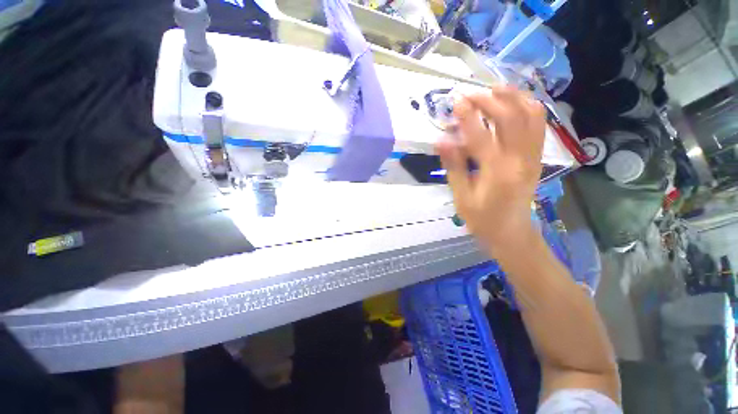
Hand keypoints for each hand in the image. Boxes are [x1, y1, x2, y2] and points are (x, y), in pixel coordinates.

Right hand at [437, 85, 546, 247]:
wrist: (511, 233)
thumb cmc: (482, 219)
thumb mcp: (461, 197)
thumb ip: (454, 167)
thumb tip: (442, 140)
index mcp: (497, 173)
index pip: (482, 136)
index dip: (468, 116)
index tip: (456, 101)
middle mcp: (520, 160)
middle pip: (512, 117)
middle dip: (490, 100)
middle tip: (471, 94)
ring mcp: (533, 157)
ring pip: (532, 115)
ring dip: (513, 97)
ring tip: (494, 90)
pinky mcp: (536, 157)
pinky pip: (537, 124)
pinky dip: (526, 107)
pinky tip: (511, 103)